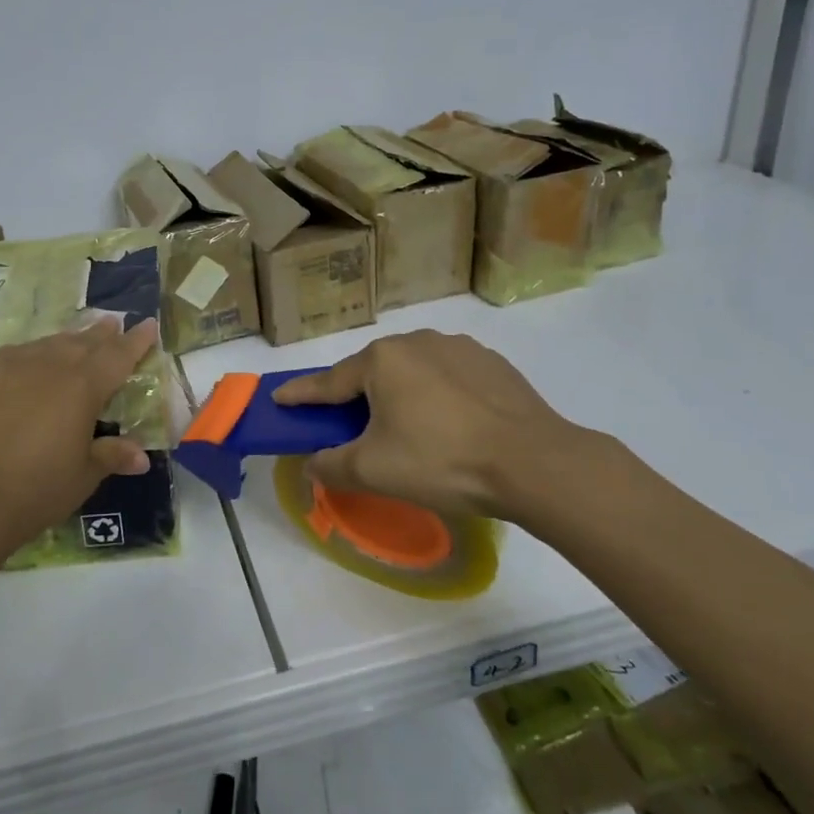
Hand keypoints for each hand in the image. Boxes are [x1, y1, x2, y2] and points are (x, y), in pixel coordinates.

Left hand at [0, 316, 161, 560]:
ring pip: (44, 345)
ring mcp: (7, 365)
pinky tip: (24, 367)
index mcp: (82, 386)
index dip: (136, 340)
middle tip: (111, 324)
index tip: (148, 324)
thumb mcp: (83, 476)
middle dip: (100, 334)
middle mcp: (47, 365)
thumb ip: (112, 455)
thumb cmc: (36, 491)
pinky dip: (26, 359)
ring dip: (63, 343)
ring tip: (72, 342)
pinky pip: (9, 358)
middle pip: (81, 342)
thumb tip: (141, 457)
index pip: (118, 355)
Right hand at [273, 330, 610, 526]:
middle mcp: (416, 341)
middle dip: (356, 397)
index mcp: (382, 360)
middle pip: (372, 373)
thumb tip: (311, 464)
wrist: (534, 463)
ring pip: (413, 372)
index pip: (329, 382)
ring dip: (400, 394)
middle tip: (351, 427)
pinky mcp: (492, 363)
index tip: (279, 398)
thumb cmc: (442, 461)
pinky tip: (450, 422)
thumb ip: (331, 465)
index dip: (301, 395)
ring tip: (408, 429)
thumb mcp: (373, 471)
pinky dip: (438, 395)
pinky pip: (449, 377)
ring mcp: (459, 348)